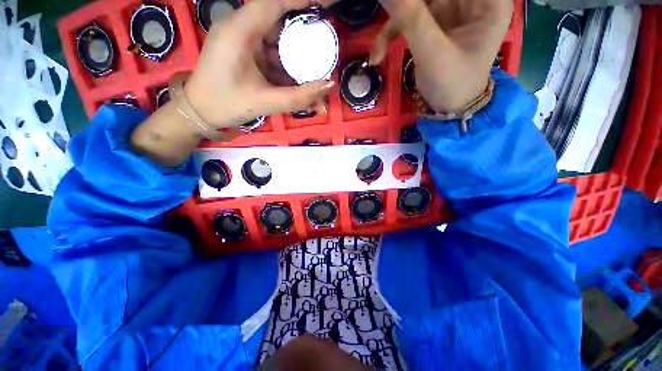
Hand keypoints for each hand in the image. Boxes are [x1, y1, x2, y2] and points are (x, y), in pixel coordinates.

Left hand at [184, 0, 336, 128]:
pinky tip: (296, 82)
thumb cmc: (227, 105)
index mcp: (239, 32)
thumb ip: (300, 96)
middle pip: (278, 22)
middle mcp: (240, 29)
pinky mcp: (243, 53)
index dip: (301, 1)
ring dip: (294, 58)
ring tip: (312, 73)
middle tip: (322, 48)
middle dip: (302, 35)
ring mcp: (241, 41)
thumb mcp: (267, 102)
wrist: (200, 113)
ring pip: (276, 41)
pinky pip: (269, 54)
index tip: (326, 7)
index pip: (274, 3)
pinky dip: (284, 67)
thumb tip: (329, 85)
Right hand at [369, 0, 511, 112]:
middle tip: (389, 16)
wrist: (449, 109)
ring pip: (416, 3)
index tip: (402, 8)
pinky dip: (391, 35)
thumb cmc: (451, 85)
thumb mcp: (433, 53)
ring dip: (392, 24)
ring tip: (377, 51)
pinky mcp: (433, 23)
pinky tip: (377, 54)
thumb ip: (410, 19)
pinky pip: (408, 19)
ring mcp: (450, 10)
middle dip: (405, 7)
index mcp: (487, 1)